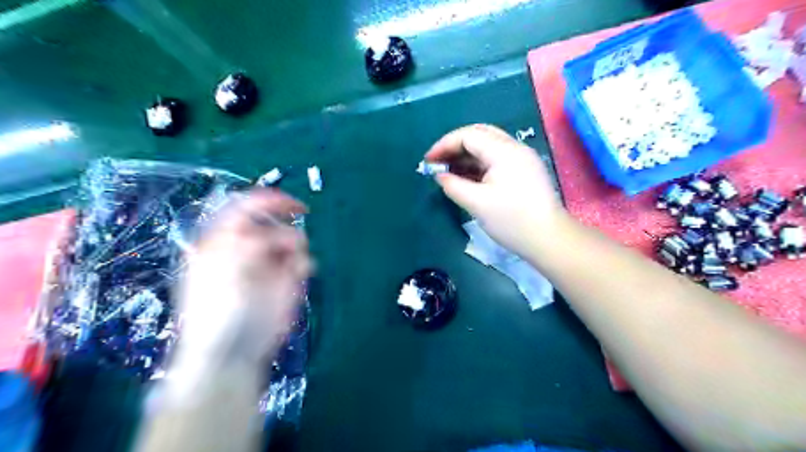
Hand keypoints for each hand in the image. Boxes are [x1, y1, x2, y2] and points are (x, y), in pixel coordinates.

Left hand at [176, 188, 310, 368]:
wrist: (233, 352)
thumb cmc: (218, 309)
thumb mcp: (221, 265)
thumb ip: (245, 237)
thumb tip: (273, 230)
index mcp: (225, 240)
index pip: (247, 208)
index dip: (269, 201)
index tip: (293, 205)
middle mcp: (250, 248)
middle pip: (275, 222)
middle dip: (284, 229)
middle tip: (283, 249)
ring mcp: (271, 263)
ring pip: (294, 239)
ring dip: (295, 248)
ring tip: (288, 269)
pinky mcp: (289, 280)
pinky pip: (304, 260)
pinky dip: (304, 264)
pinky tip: (296, 277)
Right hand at [425, 124, 561, 253]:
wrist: (548, 240)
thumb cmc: (511, 221)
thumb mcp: (476, 203)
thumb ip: (453, 185)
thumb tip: (439, 176)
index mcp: (504, 151)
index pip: (468, 135)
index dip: (444, 145)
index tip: (428, 161)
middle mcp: (514, 148)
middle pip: (479, 135)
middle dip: (454, 146)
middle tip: (437, 162)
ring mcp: (521, 159)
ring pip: (488, 147)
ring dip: (465, 156)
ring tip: (447, 171)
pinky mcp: (524, 171)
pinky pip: (496, 159)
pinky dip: (478, 165)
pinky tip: (466, 177)